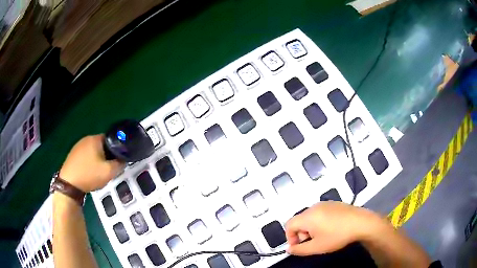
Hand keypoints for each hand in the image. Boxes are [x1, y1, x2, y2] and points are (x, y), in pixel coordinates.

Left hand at [59, 135, 124, 192]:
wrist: (69, 184)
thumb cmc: (89, 175)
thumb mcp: (109, 172)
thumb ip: (120, 164)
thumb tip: (124, 160)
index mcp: (95, 139)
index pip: (111, 139)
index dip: (116, 149)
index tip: (117, 160)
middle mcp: (86, 139)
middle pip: (101, 145)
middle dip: (106, 155)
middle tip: (108, 168)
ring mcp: (77, 146)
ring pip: (93, 151)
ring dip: (97, 159)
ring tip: (98, 171)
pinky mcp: (72, 154)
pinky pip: (85, 155)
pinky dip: (89, 162)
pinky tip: (89, 172)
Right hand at [285, 201, 383, 255]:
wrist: (361, 223)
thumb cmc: (337, 236)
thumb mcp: (317, 247)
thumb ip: (299, 250)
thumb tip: (289, 249)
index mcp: (308, 216)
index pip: (289, 224)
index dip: (290, 237)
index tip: (298, 246)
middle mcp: (314, 207)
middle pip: (299, 220)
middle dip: (301, 233)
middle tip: (312, 242)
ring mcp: (325, 203)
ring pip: (310, 217)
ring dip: (310, 228)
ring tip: (322, 236)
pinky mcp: (334, 203)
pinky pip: (320, 213)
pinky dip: (319, 221)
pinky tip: (331, 228)